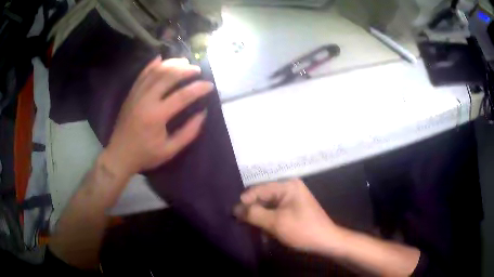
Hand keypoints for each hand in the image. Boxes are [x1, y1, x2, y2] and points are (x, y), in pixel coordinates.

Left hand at [103, 57, 213, 176]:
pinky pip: (142, 75)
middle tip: (197, 70)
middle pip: (168, 77)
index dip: (198, 89)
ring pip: (155, 72)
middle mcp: (146, 100)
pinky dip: (152, 65)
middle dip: (185, 70)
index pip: (182, 96)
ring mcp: (136, 95)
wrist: (119, 154)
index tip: (210, 85)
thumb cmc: (145, 155)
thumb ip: (188, 133)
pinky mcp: (131, 94)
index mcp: (157, 116)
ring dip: (171, 64)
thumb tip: (202, 114)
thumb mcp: (170, 150)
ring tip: (184, 61)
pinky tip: (161, 58)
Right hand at [234, 179, 340, 252]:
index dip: (245, 201)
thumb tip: (235, 208)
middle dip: (252, 209)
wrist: (326, 241)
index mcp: (287, 186)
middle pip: (264, 196)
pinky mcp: (293, 208)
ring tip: (248, 226)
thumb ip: (254, 214)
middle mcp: (290, 188)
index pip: (259, 189)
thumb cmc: (302, 230)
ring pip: (268, 205)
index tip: (233, 214)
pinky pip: (275, 210)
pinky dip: (268, 219)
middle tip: (239, 221)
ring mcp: (293, 198)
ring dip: (259, 216)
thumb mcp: (275, 222)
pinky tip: (262, 229)